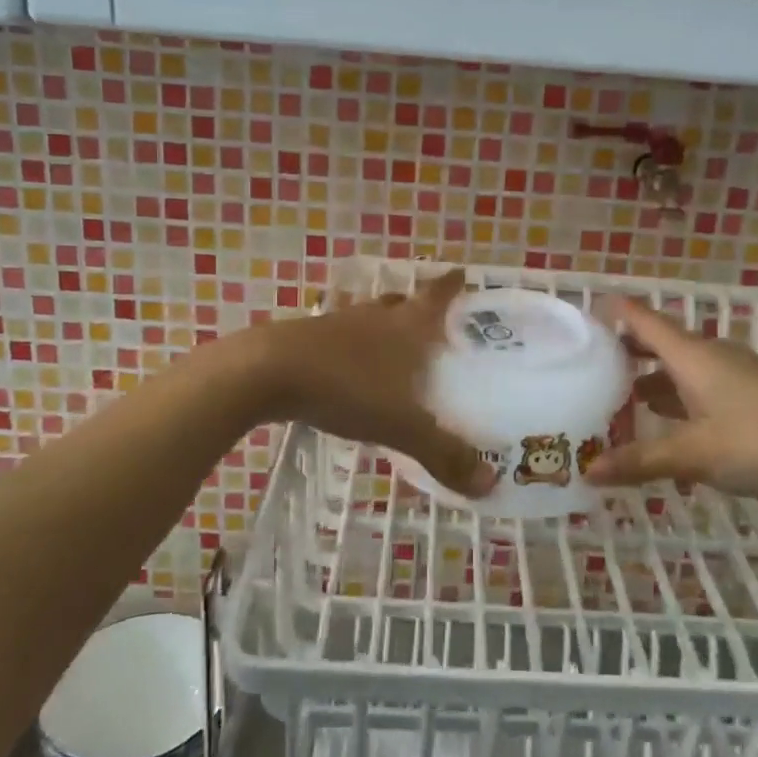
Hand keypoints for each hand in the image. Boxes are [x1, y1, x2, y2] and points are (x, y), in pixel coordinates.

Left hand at [255, 269, 495, 496]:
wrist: (266, 371)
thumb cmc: (346, 387)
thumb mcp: (401, 426)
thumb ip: (444, 453)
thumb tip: (491, 483)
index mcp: (406, 328)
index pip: (436, 296)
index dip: (451, 285)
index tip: (462, 273)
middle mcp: (375, 318)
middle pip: (401, 303)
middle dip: (417, 307)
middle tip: (431, 321)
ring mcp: (336, 325)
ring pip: (368, 319)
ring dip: (382, 327)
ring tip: (392, 346)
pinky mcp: (305, 339)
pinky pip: (339, 338)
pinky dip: (351, 348)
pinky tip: (348, 370)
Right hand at [584, 298, 757, 505]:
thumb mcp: (694, 455)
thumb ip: (641, 461)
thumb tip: (588, 472)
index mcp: (691, 356)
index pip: (644, 320)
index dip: (615, 312)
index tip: (585, 310)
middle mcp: (711, 356)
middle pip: (660, 343)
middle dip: (627, 352)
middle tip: (591, 367)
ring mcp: (735, 374)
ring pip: (682, 368)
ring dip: (652, 380)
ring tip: (621, 402)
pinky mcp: (752, 394)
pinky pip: (702, 387)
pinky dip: (678, 399)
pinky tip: (670, 427)